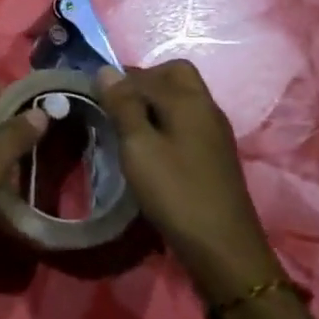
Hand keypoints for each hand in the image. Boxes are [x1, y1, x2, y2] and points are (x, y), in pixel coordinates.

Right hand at [98, 61, 281, 297]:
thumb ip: (123, 105)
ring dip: (154, 103)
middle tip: (117, 106)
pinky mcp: (215, 154)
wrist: (223, 249)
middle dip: (143, 82)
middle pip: (175, 76)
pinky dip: (166, 122)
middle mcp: (206, 107)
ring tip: (128, 128)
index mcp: (188, 100)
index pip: (148, 73)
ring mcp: (214, 132)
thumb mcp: (138, 146)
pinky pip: (187, 121)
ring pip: (182, 98)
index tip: (95, 96)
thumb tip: (107, 69)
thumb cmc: (175, 192)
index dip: (119, 80)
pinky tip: (150, 148)